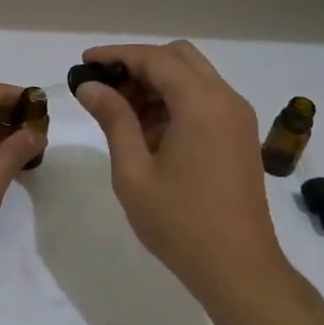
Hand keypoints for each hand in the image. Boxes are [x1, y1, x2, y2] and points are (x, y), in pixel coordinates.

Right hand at [75, 42, 292, 305]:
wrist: (239, 269)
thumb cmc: (179, 222)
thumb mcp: (134, 170)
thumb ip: (113, 119)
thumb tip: (90, 86)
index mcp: (200, 103)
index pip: (153, 58)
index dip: (115, 55)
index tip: (84, 63)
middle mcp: (225, 99)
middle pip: (178, 57)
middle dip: (138, 64)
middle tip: (104, 88)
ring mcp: (237, 117)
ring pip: (193, 77)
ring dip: (156, 83)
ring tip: (120, 113)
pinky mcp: (240, 136)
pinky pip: (204, 100)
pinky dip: (175, 101)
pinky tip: (148, 131)